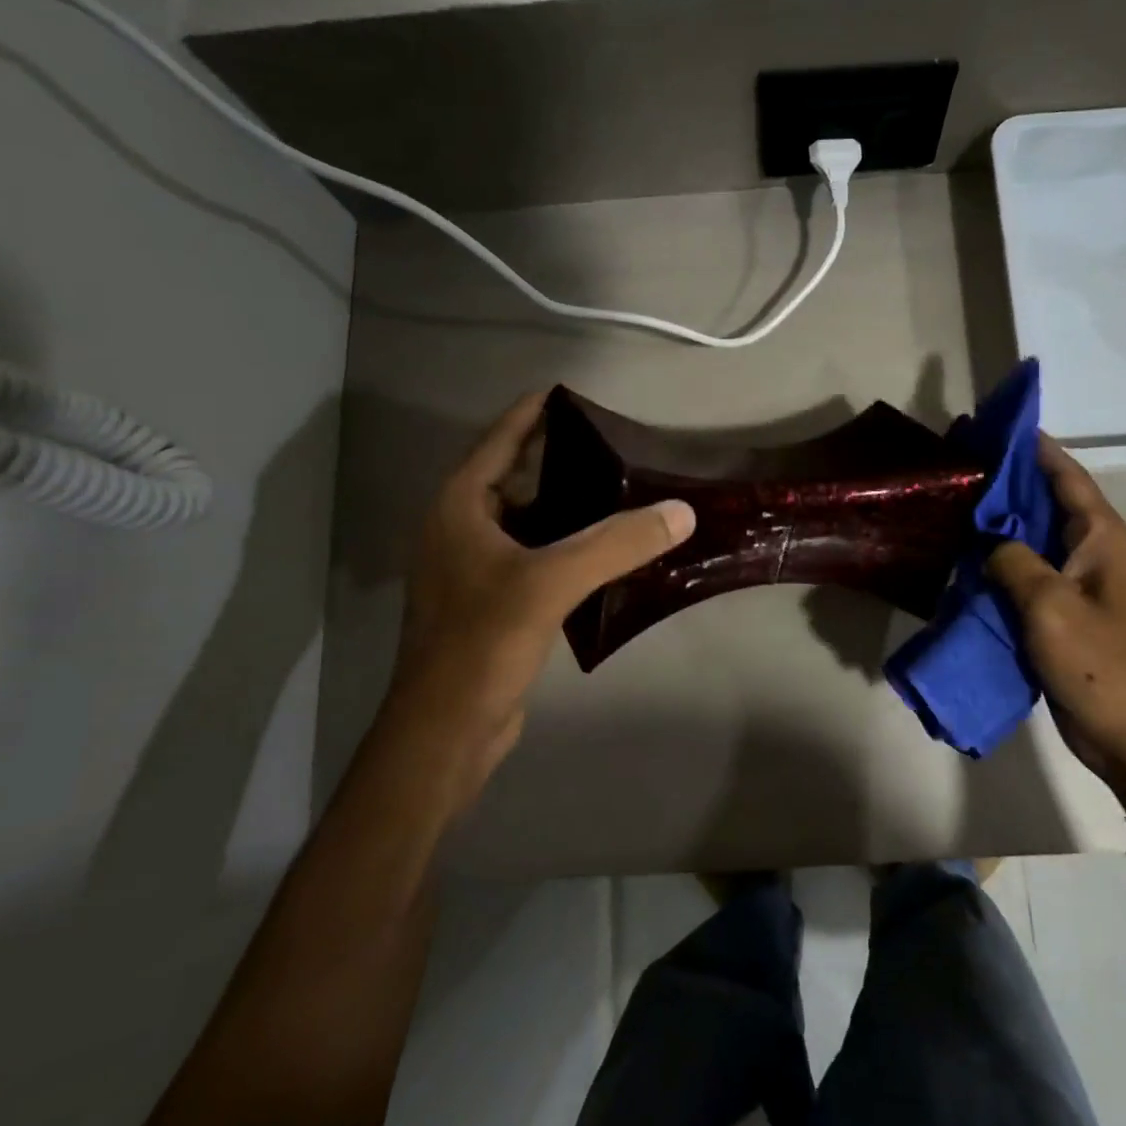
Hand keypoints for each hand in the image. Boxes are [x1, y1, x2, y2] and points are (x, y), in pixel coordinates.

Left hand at [386, 392, 695, 794]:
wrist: (445, 732)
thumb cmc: (481, 644)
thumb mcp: (549, 583)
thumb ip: (615, 543)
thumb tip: (681, 511)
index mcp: (459, 508)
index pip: (500, 440)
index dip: (534, 412)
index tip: (574, 393)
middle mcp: (461, 529)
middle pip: (516, 477)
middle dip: (562, 460)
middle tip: (617, 446)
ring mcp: (473, 569)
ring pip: (528, 521)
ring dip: (569, 507)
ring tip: (622, 492)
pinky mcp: (491, 603)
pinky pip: (534, 557)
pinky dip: (567, 547)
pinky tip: (607, 552)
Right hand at [986, 436, 1125, 804]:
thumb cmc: (1101, 663)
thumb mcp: (1050, 605)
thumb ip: (1013, 560)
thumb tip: (989, 542)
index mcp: (1102, 537)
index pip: (1066, 475)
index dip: (1033, 447)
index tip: (994, 424)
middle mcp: (1092, 551)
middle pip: (1046, 501)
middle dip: (1007, 480)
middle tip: (959, 462)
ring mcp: (1076, 582)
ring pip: (1032, 538)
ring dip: (999, 522)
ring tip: (953, 503)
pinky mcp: (1061, 611)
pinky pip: (1025, 573)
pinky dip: (998, 561)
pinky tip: (963, 557)